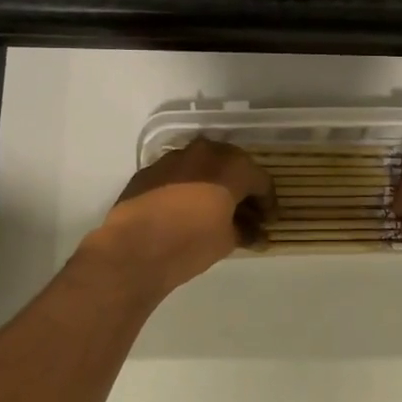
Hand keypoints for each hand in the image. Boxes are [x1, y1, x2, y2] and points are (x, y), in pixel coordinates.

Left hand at [86, 139, 274, 297]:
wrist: (134, 248)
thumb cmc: (191, 243)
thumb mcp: (227, 241)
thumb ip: (245, 231)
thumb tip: (256, 234)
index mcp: (231, 166)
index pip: (260, 180)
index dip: (267, 203)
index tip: (267, 221)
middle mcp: (204, 153)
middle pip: (231, 166)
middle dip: (240, 188)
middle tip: (243, 213)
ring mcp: (173, 158)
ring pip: (202, 166)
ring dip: (212, 183)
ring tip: (212, 210)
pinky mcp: (148, 170)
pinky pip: (177, 174)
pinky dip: (186, 187)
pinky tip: (183, 210)